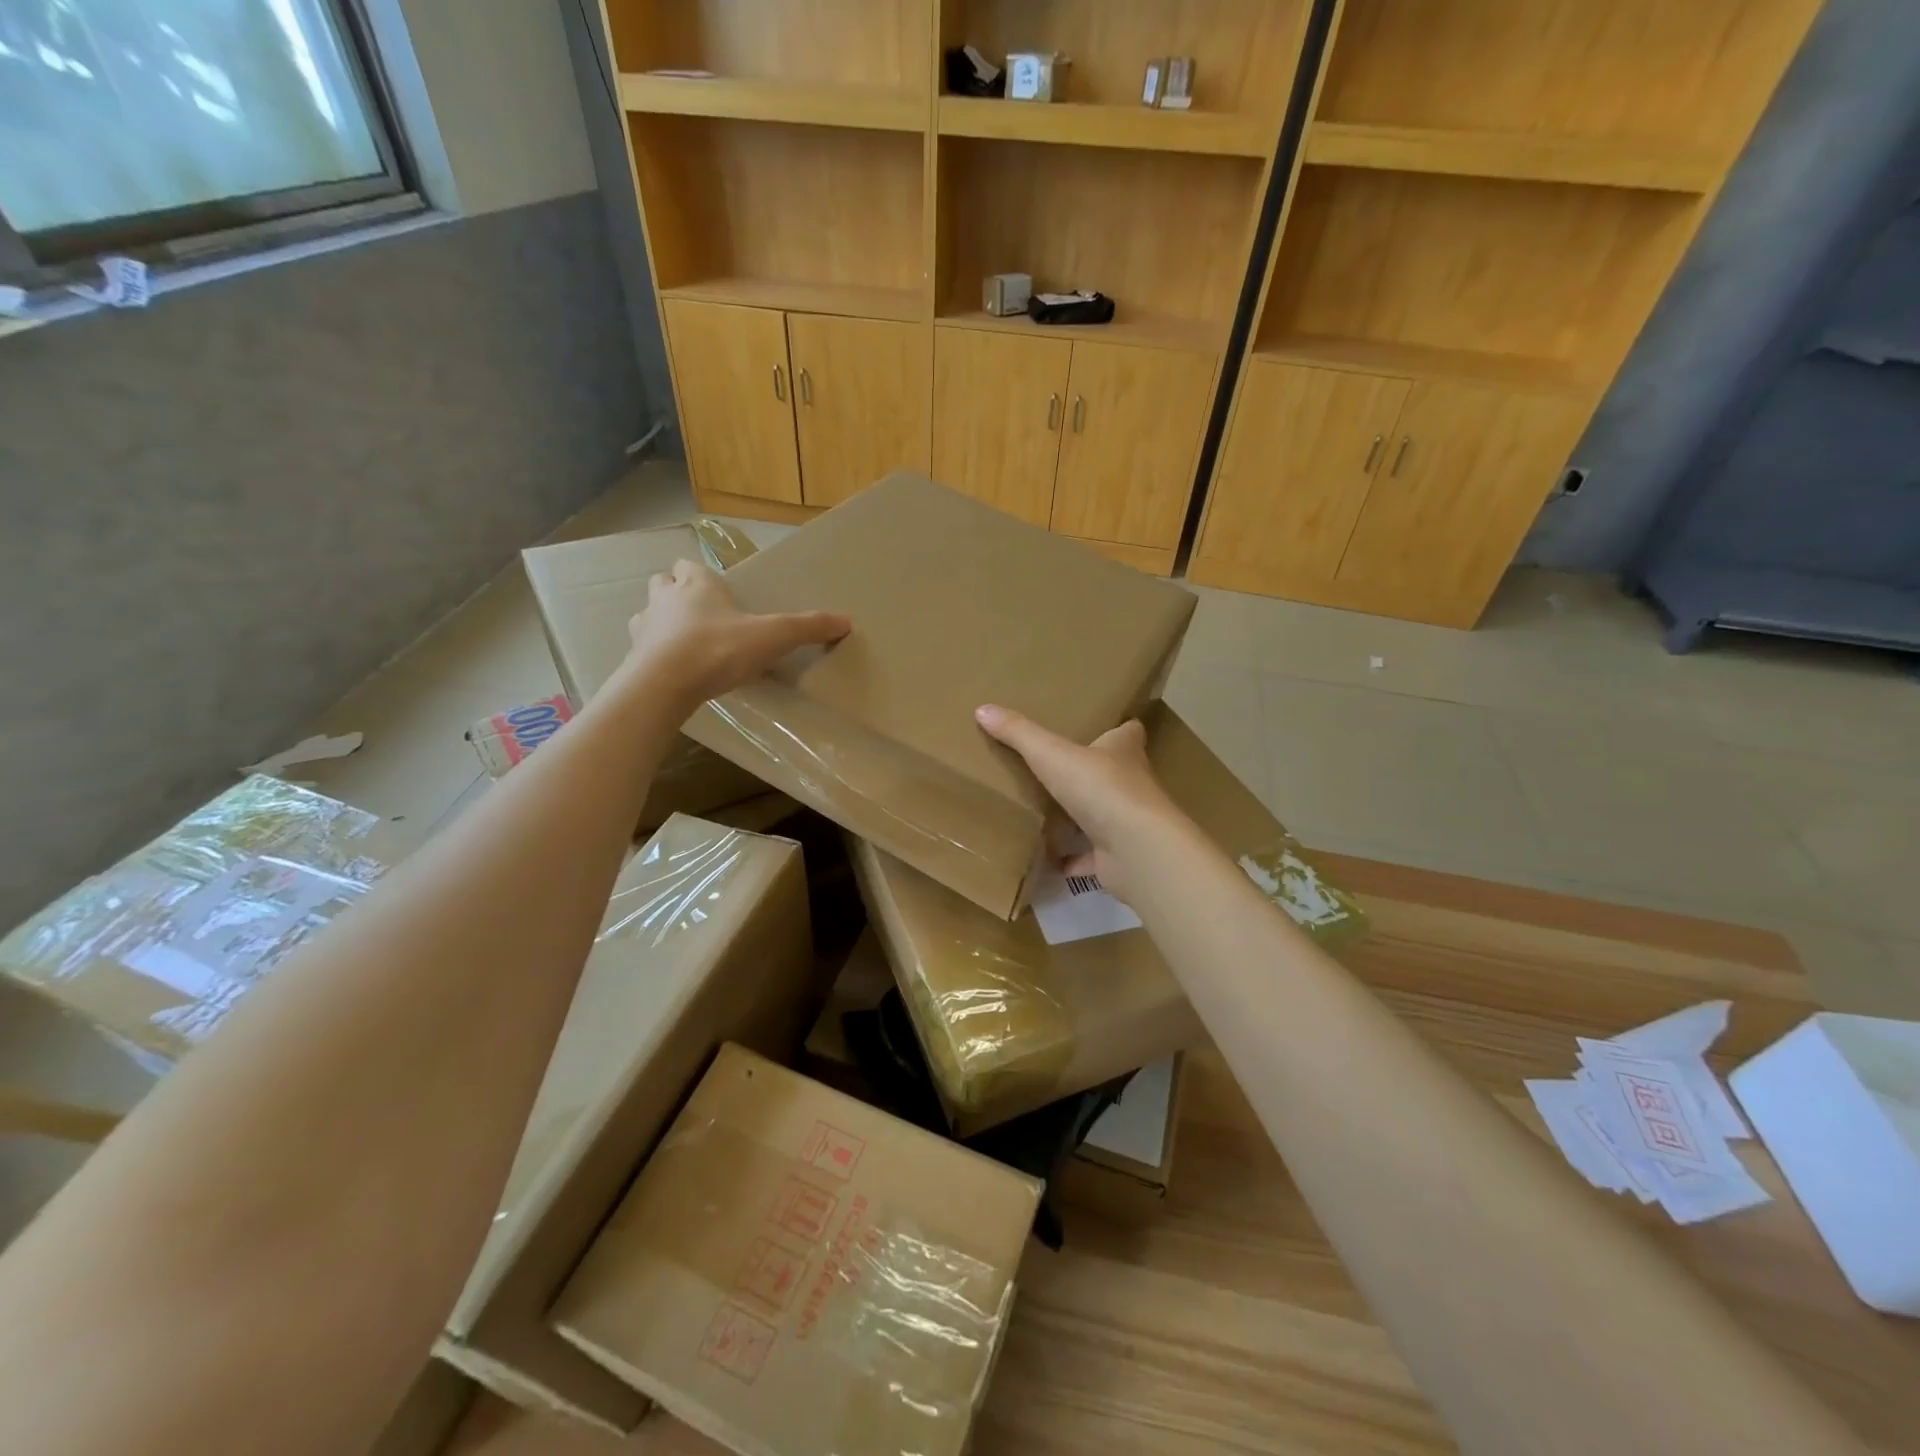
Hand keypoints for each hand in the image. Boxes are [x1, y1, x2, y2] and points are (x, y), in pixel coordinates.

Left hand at [623, 559, 848, 707]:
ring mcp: (644, 627)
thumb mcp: (772, 637)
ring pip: (648, 614)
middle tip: (701, 614)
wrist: (665, 684)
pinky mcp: (633, 657)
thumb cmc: (718, 649)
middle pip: (663, 583)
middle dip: (677, 593)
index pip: (689, 565)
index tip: (717, 592)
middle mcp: (664, 598)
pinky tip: (673, 671)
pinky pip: (643, 649)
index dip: (699, 575)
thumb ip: (807, 628)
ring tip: (685, 643)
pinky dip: (655, 655)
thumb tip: (847, 620)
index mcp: (696, 584)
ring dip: (662, 622)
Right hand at [975, 704, 1183, 904]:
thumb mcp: (1051, 754)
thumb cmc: (1100, 788)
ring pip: (1102, 817)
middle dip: (1091, 772)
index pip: (1129, 732)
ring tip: (1046, 812)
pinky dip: (1072, 861)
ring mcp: (1127, 824)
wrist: (1136, 849)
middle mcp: (1131, 785)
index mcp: (1123, 752)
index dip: (1116, 728)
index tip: (1099, 725)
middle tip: (1057, 768)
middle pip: (1114, 773)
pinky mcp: (1117, 858)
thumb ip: (1019, 733)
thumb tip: (983, 708)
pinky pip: (1090, 858)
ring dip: (1080, 818)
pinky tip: (1049, 860)